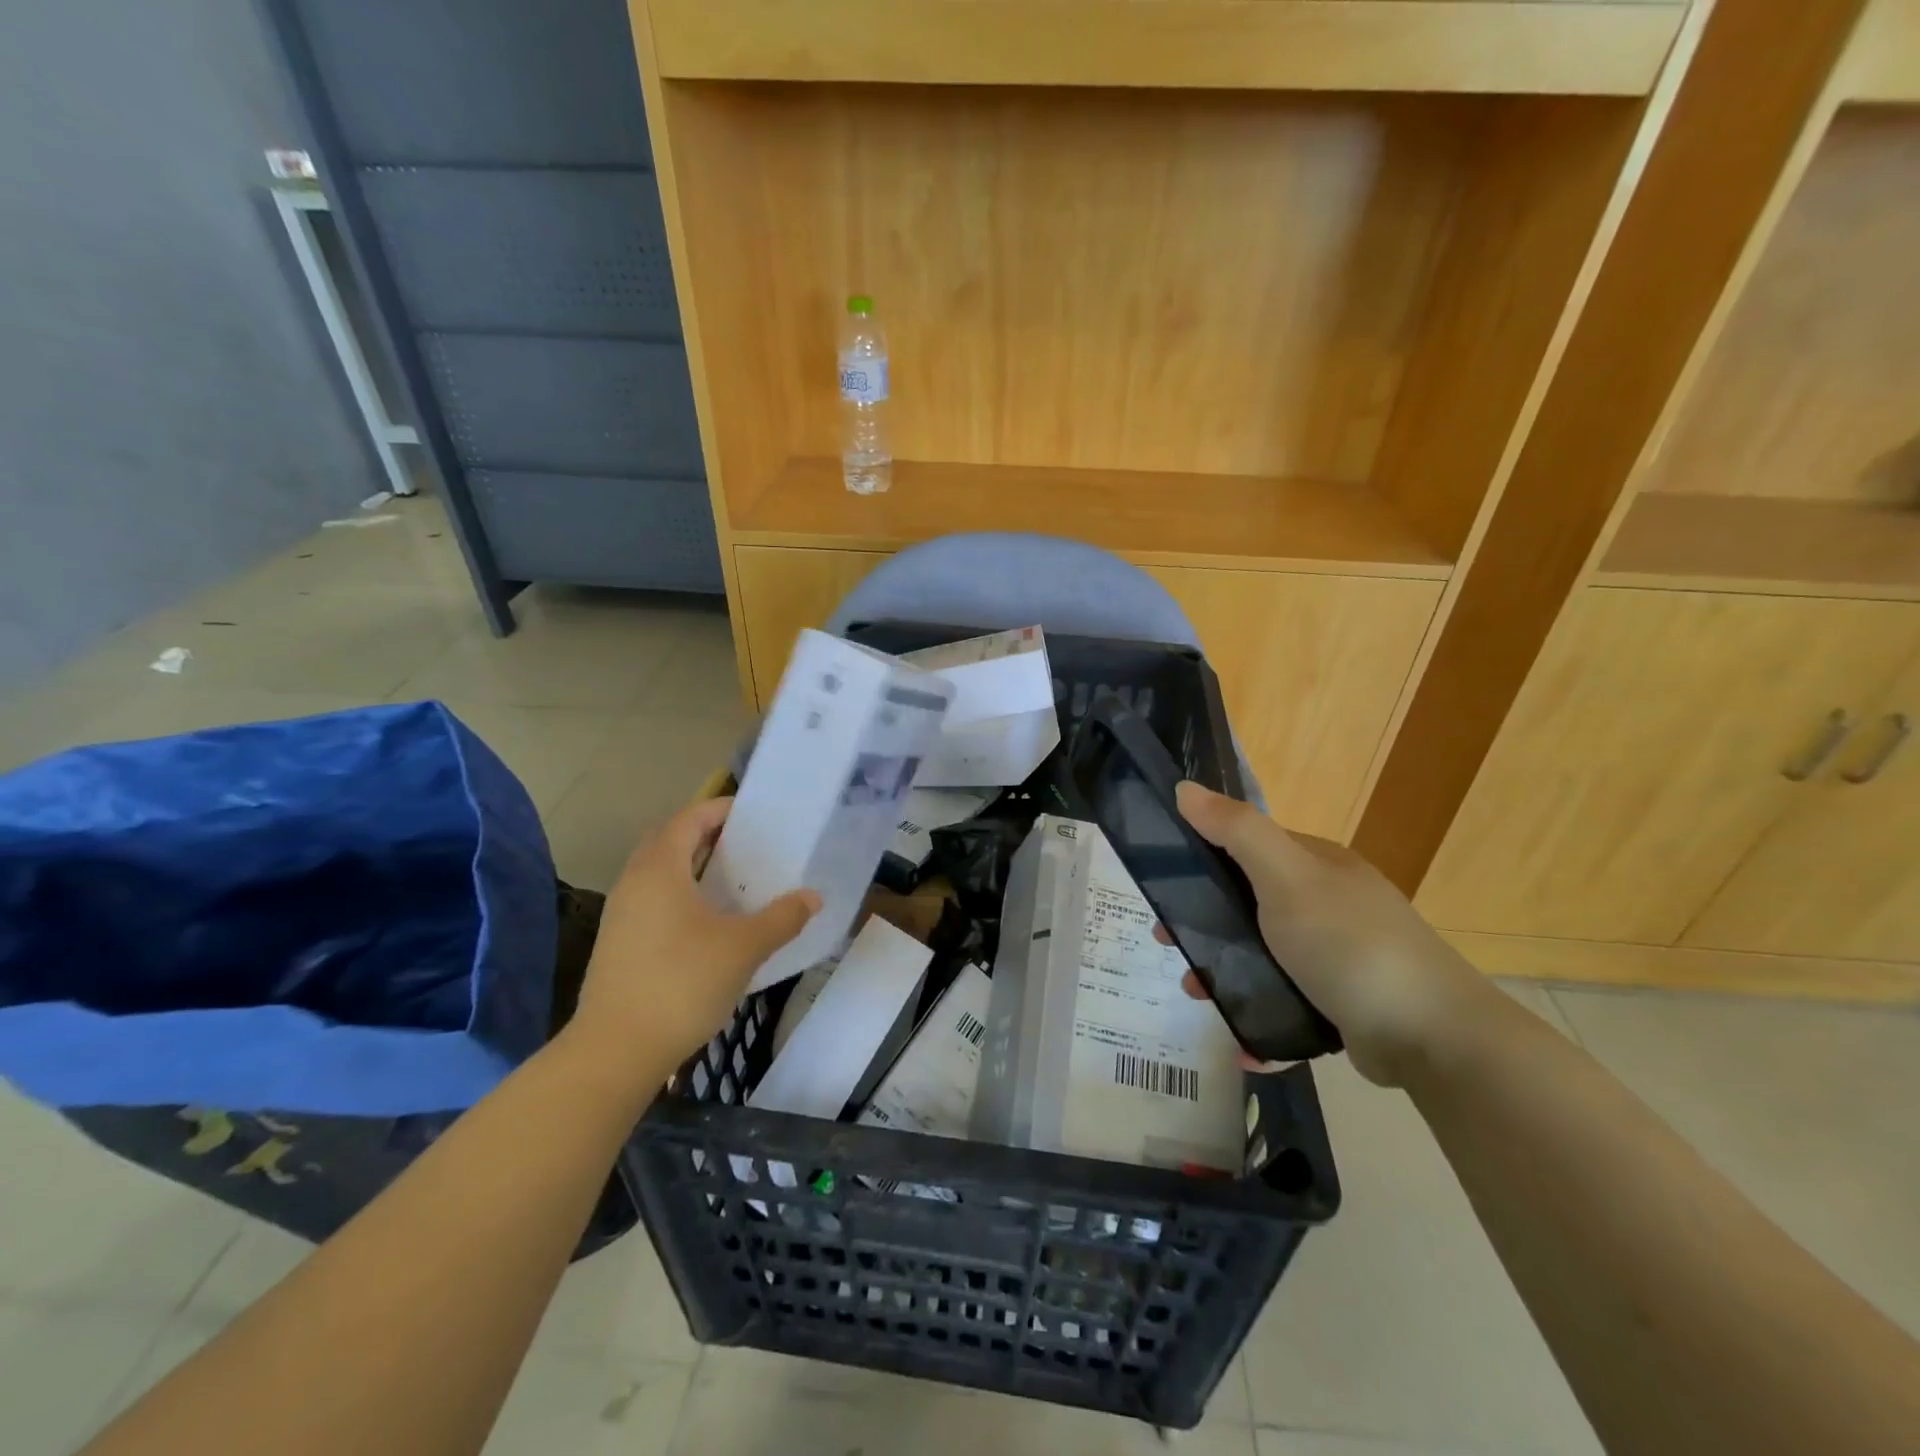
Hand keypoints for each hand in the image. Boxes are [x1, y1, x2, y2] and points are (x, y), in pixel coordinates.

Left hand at [570, 797, 819, 1071]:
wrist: (616, 1050)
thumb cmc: (682, 984)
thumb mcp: (743, 948)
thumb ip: (782, 918)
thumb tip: (813, 897)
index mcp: (660, 869)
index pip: (689, 819)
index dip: (720, 810)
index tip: (753, 814)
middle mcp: (635, 881)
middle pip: (669, 840)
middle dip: (706, 834)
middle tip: (745, 843)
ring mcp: (621, 913)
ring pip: (658, 871)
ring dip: (691, 865)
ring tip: (732, 878)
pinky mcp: (619, 942)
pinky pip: (653, 898)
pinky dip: (680, 893)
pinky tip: (708, 920)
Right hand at [1174, 781, 1498, 1087]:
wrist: (1432, 1037)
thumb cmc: (1349, 944)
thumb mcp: (1286, 877)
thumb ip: (1236, 831)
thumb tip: (1185, 787)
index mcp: (1317, 865)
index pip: (1249, 847)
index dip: (1202, 859)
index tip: (1164, 885)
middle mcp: (1328, 903)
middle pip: (1249, 903)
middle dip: (1205, 923)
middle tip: (1169, 945)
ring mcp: (1338, 954)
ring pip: (1262, 954)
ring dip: (1224, 972)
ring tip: (1198, 996)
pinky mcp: (1342, 1002)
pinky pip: (1286, 1000)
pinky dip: (1259, 1014)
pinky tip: (1241, 1040)